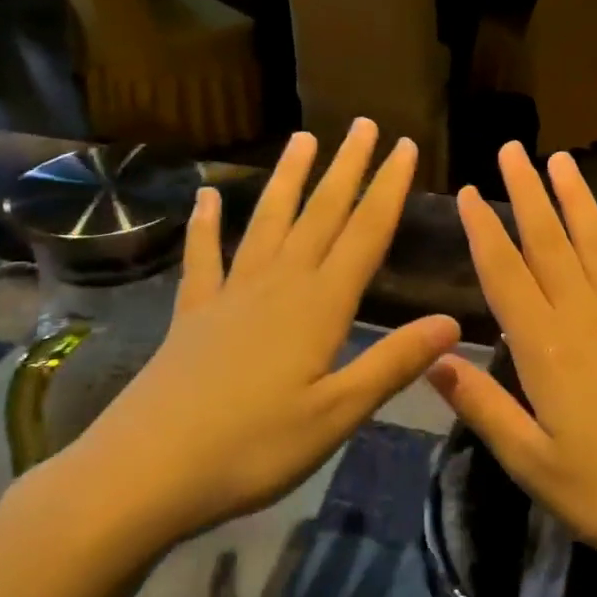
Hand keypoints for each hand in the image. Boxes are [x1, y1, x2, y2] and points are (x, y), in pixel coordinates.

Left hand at [36, 121, 459, 565]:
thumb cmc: (252, 448)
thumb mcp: (337, 414)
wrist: (144, 472)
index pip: (365, 233)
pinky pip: (204, 257)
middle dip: (346, 168)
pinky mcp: (193, 313)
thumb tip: (452, 322)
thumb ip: (393, 363)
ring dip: (289, 178)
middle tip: (364, 124)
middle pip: (321, 214)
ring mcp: (231, 294)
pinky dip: (206, 224)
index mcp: (320, 306)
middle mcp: (279, 285)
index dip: (388, 188)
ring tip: (303, 138)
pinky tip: (207, 197)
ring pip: (269, 221)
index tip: (405, 146)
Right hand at [426, 144, 596, 586]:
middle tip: (512, 150)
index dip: (483, 230)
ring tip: (562, 161)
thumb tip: (434, 358)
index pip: (505, 274)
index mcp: (545, 348)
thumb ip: (482, 406)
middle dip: (527, 193)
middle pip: (550, 244)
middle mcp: (585, 319)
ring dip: (578, 201)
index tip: (467, 191)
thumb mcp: (530, 462)